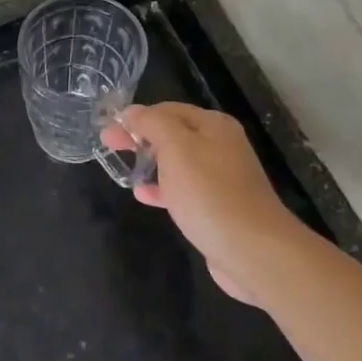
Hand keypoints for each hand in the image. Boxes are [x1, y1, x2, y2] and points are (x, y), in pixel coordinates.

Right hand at [102, 103, 301, 307]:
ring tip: (124, 168)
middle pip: (172, 134)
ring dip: (149, 162)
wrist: (253, 251)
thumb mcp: (176, 148)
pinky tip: (143, 195)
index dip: (136, 117)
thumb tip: (131, 111)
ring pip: (176, 162)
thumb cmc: (210, 194)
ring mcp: (220, 178)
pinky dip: (162, 188)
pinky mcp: (216, 207)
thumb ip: (151, 124)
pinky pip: (183, 190)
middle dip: (140, 138)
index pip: (167, 110)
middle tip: (108, 145)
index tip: (108, 129)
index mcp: (213, 126)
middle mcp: (220, 147)